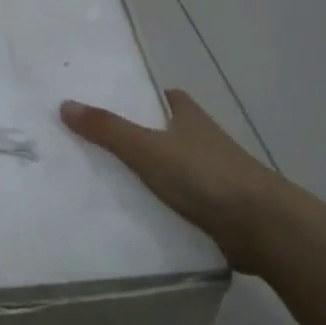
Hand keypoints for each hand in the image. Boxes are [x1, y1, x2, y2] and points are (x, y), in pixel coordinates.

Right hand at [60, 89, 283, 266]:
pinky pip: (174, 199)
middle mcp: (201, 140)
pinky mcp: (212, 207)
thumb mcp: (147, 148)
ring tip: (98, 179)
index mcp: (189, 116)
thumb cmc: (204, 175)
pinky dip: (155, 202)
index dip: (136, 98)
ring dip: (144, 173)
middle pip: (161, 132)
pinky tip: (128, 212)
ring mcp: (210, 175)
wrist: (261, 226)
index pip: (161, 97)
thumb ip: (107, 128)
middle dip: (133, 137)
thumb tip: (65, 104)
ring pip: (168, 167)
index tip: (105, 106)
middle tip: (89, 144)